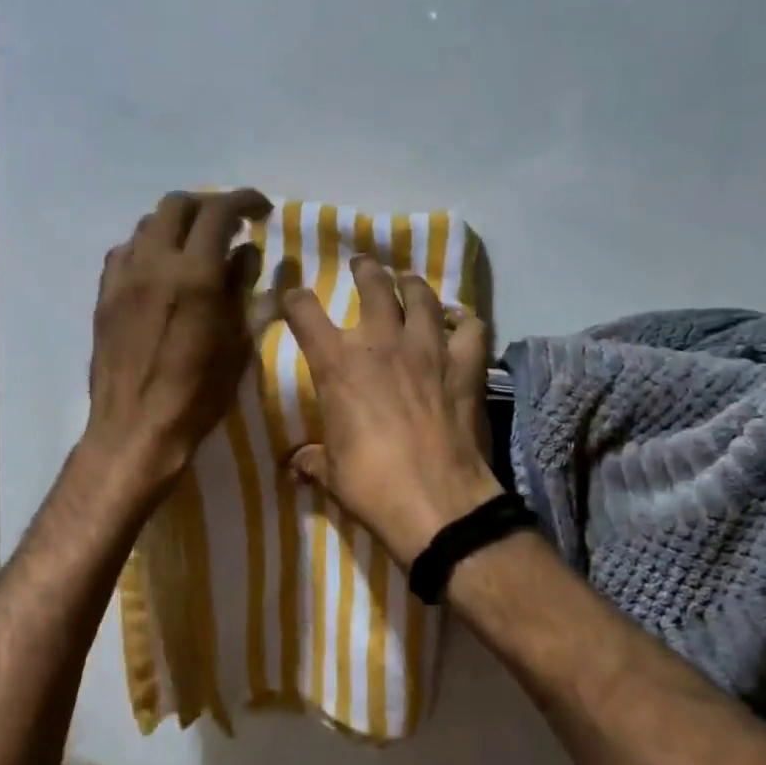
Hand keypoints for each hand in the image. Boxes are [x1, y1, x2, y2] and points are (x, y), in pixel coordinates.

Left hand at [85, 189, 271, 490]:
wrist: (136, 428)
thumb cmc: (198, 394)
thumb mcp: (236, 343)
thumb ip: (240, 289)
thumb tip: (244, 252)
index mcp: (193, 274)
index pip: (218, 212)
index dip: (244, 200)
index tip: (262, 210)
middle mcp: (153, 263)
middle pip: (177, 205)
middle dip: (208, 205)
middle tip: (230, 225)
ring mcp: (123, 277)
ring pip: (147, 225)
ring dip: (176, 224)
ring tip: (196, 246)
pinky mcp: (104, 296)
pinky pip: (125, 252)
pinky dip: (148, 247)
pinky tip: (160, 270)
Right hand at [283, 257, 501, 567]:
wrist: (435, 500)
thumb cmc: (370, 485)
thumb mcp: (331, 473)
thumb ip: (313, 460)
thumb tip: (296, 464)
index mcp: (337, 364)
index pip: (304, 312)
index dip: (295, 298)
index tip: (294, 295)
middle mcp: (380, 342)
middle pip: (373, 285)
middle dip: (365, 269)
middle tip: (363, 264)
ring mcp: (428, 348)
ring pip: (422, 296)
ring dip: (413, 284)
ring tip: (409, 280)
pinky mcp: (465, 364)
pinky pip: (471, 328)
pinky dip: (466, 323)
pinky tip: (461, 325)